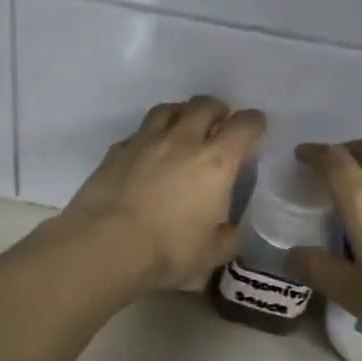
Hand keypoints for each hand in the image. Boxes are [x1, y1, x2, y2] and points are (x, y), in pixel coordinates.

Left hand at [59, 96, 266, 289]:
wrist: (105, 245)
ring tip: (183, 125)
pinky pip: (138, 133)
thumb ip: (226, 238)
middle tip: (219, 121)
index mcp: (216, 162)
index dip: (253, 123)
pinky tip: (147, 151)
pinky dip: (148, 136)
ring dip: (181, 113)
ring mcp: (145, 142)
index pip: (243, 126)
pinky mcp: (115, 151)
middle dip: (217, 109)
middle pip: (203, 105)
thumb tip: (229, 230)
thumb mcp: (210, 255)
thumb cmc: (167, 251)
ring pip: (167, 110)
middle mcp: (182, 141)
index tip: (256, 126)